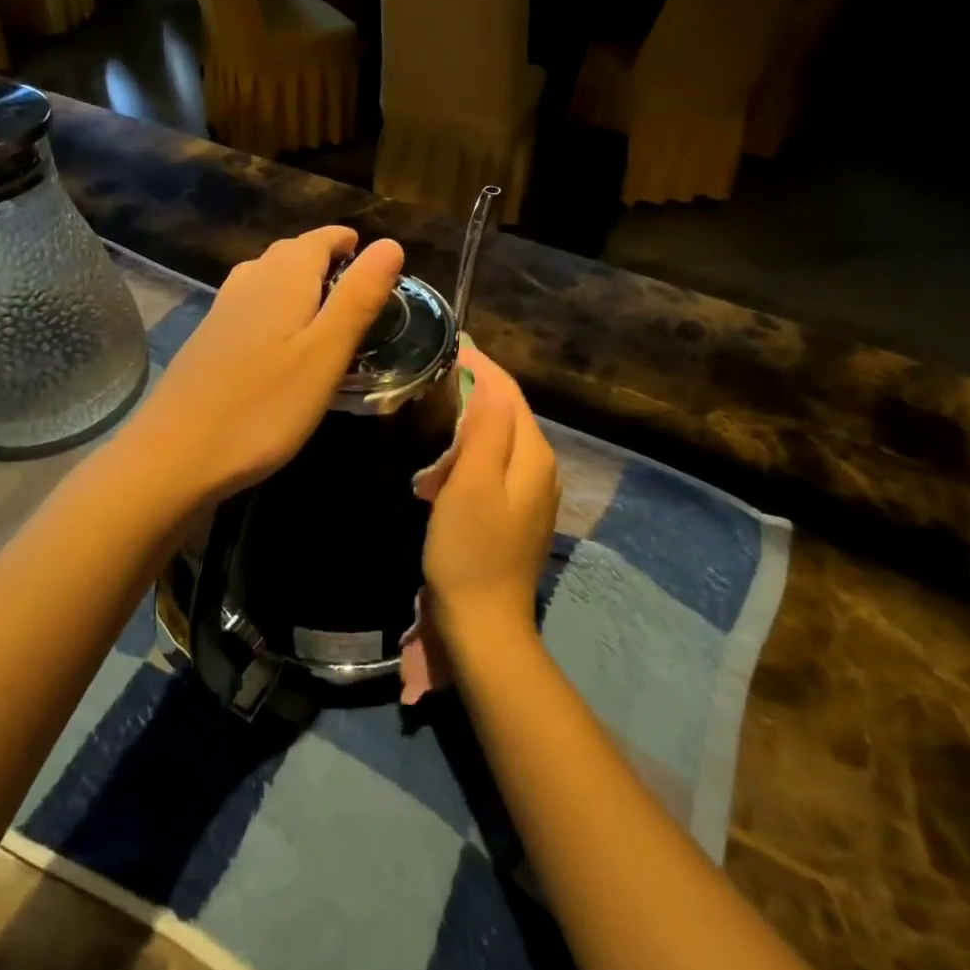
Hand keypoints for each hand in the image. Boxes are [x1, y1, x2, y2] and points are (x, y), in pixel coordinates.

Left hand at [130, 227, 403, 503]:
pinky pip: (247, 304)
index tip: (369, 254)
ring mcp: (221, 312)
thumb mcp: (326, 354)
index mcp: (282, 280)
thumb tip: (390, 243)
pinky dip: (272, 305)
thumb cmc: (264, 406)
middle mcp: (248, 284)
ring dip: (294, 279)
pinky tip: (276, 338)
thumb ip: (358, 298)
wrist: (174, 454)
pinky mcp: (206, 341)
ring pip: (264, 276)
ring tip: (320, 304)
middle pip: (288, 253)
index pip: (318, 239)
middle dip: (322, 257)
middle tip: (353, 282)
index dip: (345, 241)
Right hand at [424, 347, 560, 648]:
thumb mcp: (472, 483)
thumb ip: (486, 428)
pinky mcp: (514, 514)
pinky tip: (440, 468)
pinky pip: (492, 467)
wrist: (482, 625)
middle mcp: (540, 469)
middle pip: (507, 413)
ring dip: (467, 426)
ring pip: (498, 440)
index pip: (509, 393)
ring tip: (429, 418)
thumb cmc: (470, 550)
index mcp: (533, 455)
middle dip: (473, 392)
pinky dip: (467, 456)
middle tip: (430, 379)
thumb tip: (489, 378)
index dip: (481, 366)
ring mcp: (530, 494)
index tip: (448, 344)